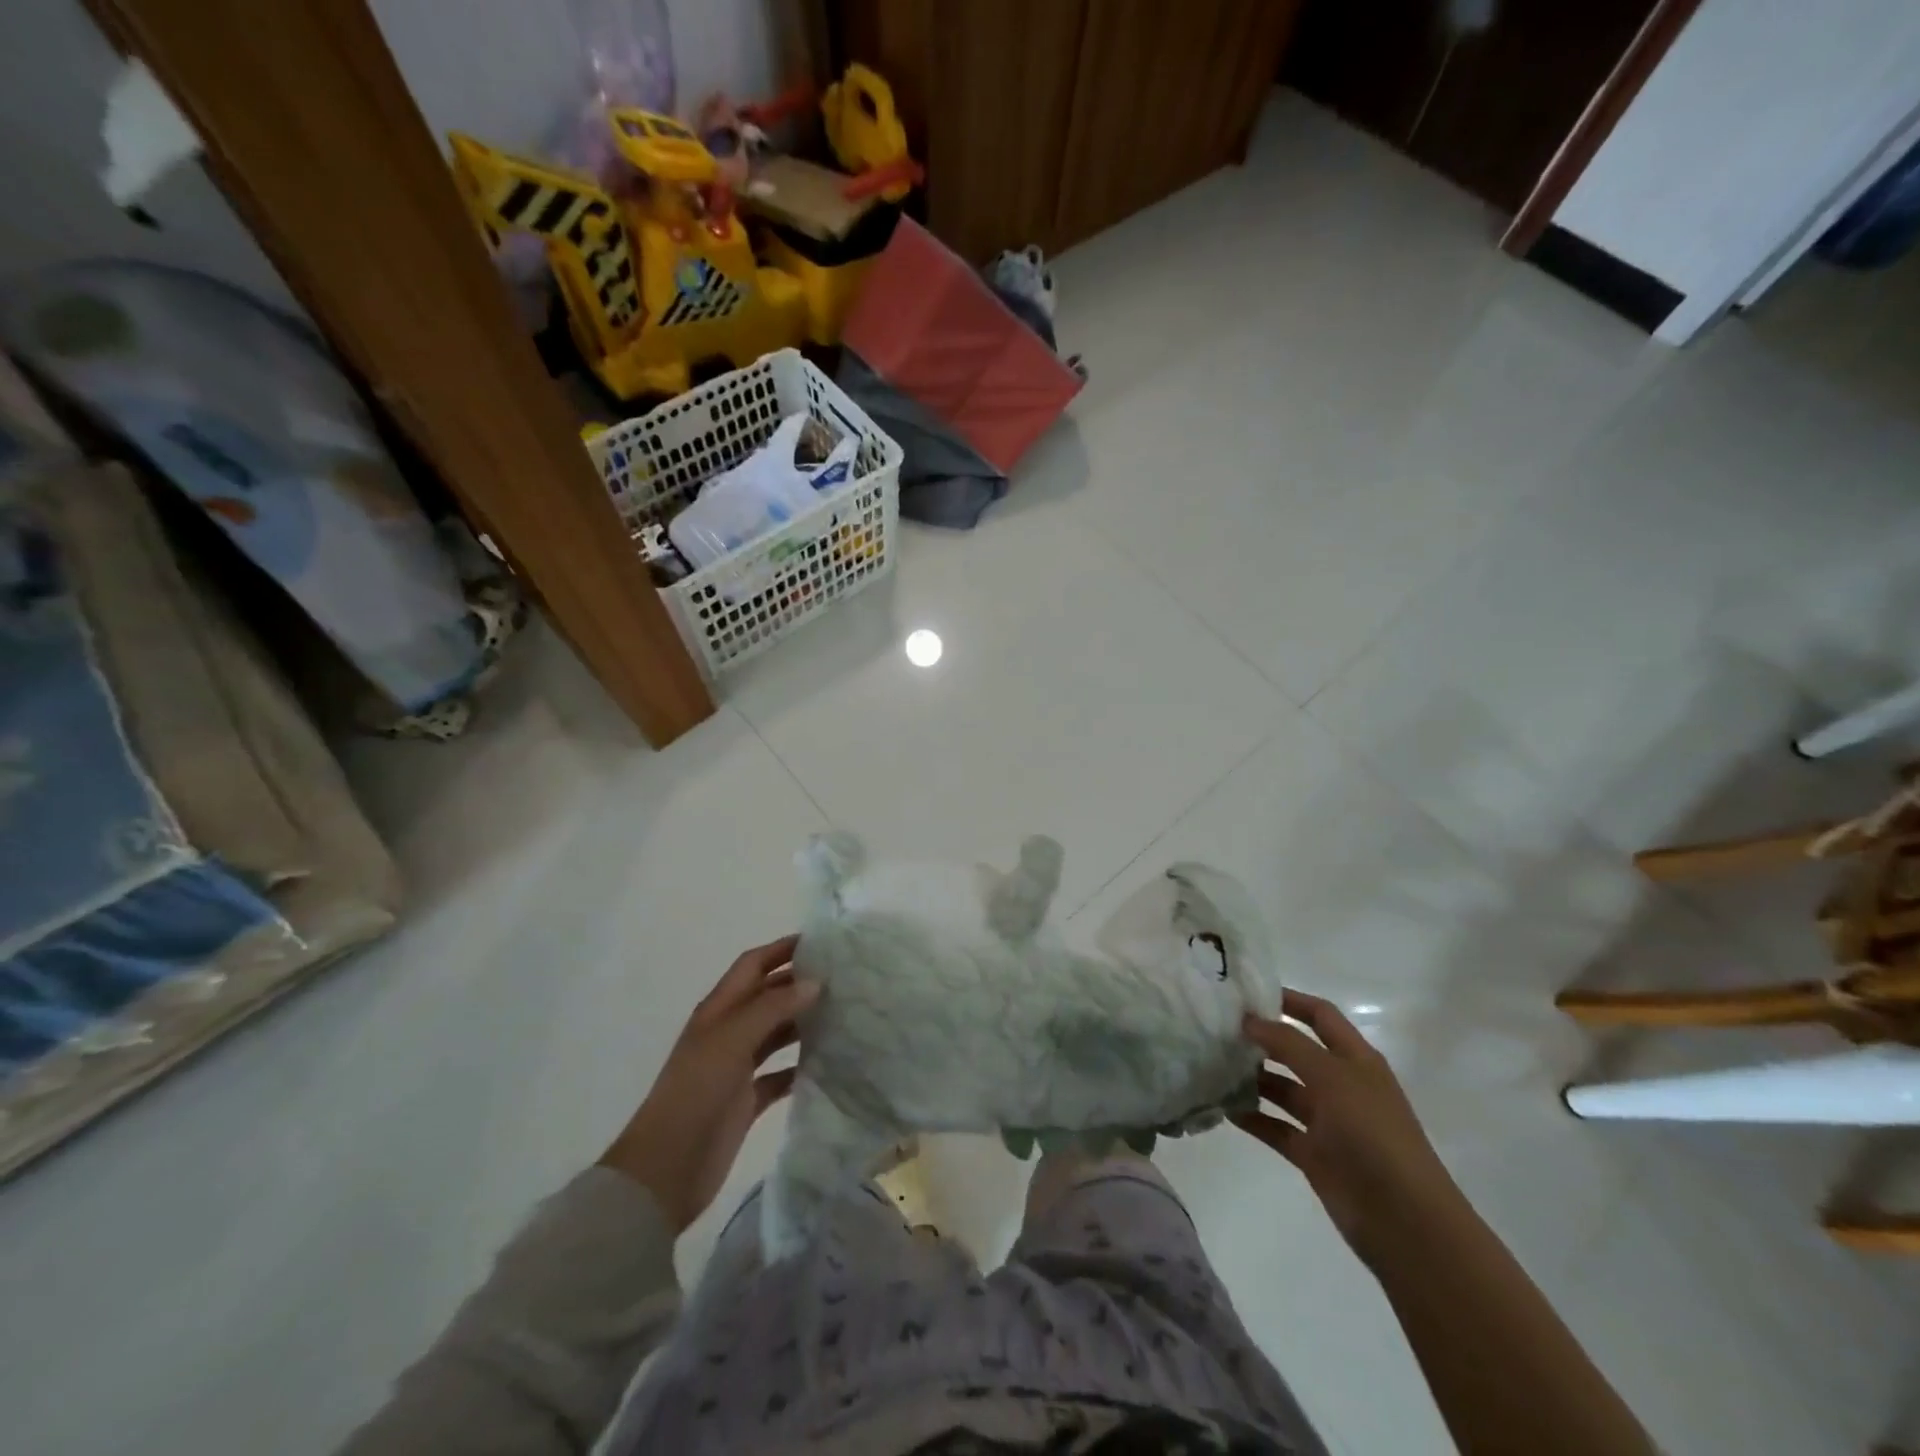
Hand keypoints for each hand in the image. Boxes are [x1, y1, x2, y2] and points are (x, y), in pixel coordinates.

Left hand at [600, 935, 816, 1232]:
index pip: (753, 965)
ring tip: (844, 1015)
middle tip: (845, 979)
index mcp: (718, 1010)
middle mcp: (728, 1032)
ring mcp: (737, 1067)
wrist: (665, 1169)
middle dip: (800, 984)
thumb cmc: (695, 1093)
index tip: (822, 942)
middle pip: (768, 996)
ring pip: (777, 1033)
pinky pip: (780, 1075)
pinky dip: (800, 1067)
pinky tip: (828, 1063)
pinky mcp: (747, 1101)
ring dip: (804, 1022)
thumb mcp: (731, 1040)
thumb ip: (772, 1007)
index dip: (782, 949)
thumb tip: (815, 982)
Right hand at [1234, 990, 1461, 1264]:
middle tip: (1218, 1028)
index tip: (1247, 992)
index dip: (1289, 1000)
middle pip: (1296, 1051)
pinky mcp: (1314, 1154)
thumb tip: (1249, 1019)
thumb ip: (1289, 1044)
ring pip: (1282, 1089)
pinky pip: (1276, 1127)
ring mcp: (1328, 1121)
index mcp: (1356, 1060)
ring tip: (1212, 1065)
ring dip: (1252, 1078)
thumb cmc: (1373, 1134)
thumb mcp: (1332, 1077)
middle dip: (1262, 1039)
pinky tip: (1223, 1108)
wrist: (1404, 1220)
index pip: (1320, 1016)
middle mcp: (1341, 1084)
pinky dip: (1253, 1117)